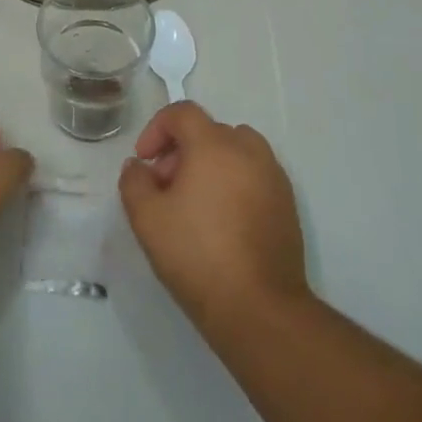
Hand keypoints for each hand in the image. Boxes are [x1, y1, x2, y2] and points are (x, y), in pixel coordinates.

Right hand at [119, 101, 308, 333]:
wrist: (259, 308)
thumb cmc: (197, 255)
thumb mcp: (146, 218)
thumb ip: (134, 181)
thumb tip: (139, 166)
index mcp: (214, 145)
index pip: (182, 113)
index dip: (156, 129)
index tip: (144, 160)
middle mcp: (248, 151)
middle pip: (209, 131)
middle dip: (181, 150)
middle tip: (165, 187)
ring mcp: (273, 177)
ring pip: (236, 151)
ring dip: (211, 163)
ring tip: (195, 203)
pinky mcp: (287, 204)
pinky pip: (255, 175)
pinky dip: (235, 182)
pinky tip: (222, 222)